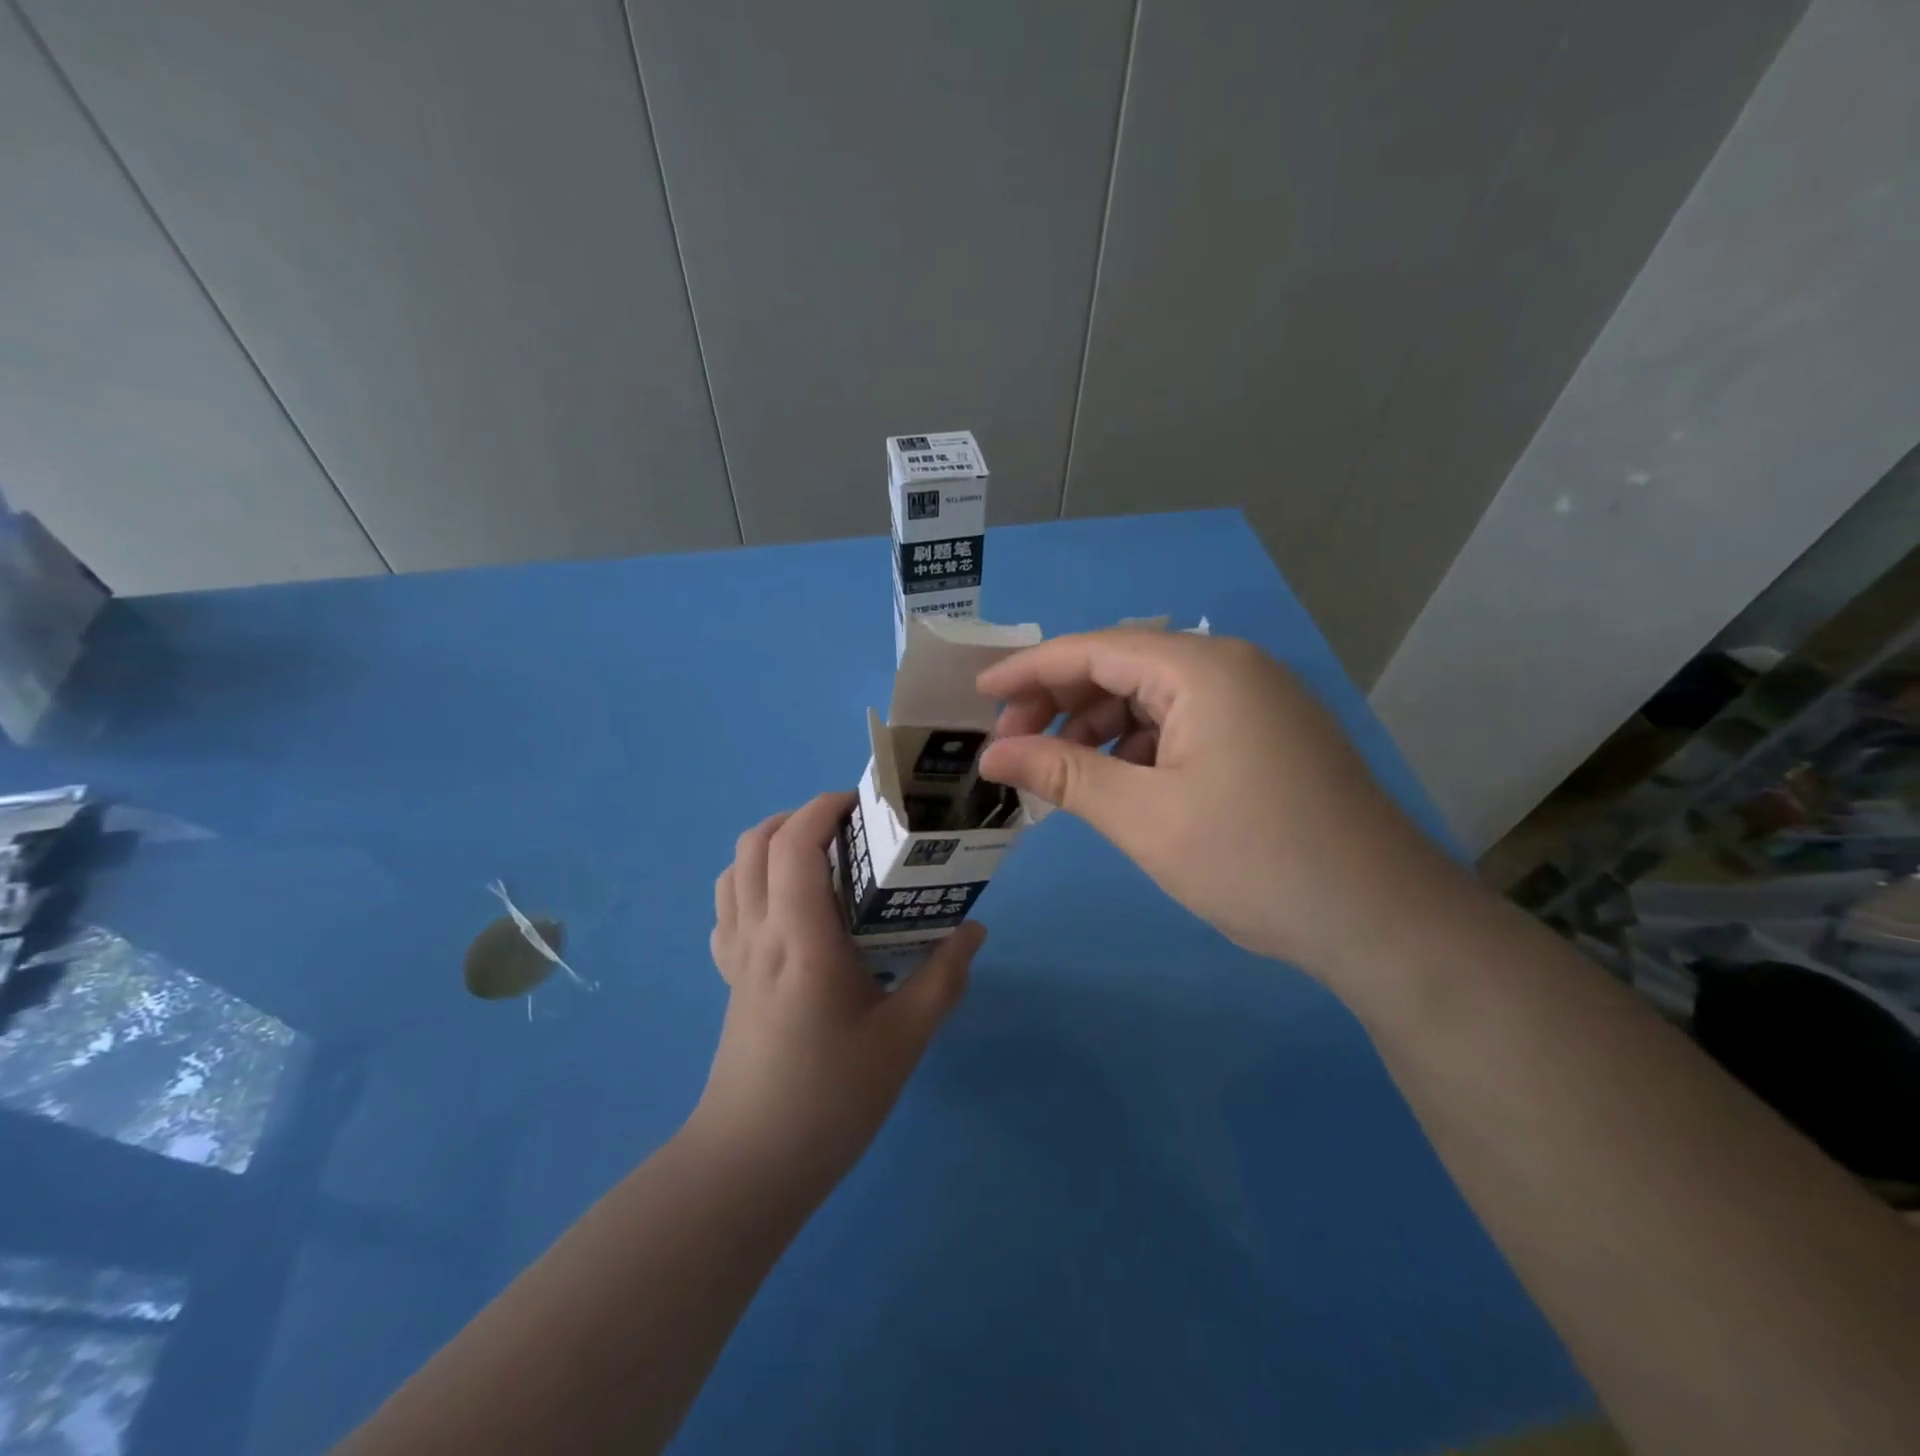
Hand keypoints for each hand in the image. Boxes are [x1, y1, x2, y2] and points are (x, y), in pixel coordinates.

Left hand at [699, 791, 984, 1187]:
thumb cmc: (831, 1098)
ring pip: (734, 870)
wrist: (751, 1165)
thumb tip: (974, 930)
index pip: (795, 842)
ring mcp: (736, 956)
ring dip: (773, 845)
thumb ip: (943, 977)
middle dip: (801, 817)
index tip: (865, 806)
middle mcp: (759, 933)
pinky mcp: (730, 978)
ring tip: (823, 861)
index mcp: (801, 937)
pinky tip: (792, 908)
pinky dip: (754, 882)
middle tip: (852, 831)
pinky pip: (729, 908)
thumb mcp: (904, 1039)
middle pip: (756, 843)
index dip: (825, 808)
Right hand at [976, 630, 1455, 981]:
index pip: (1095, 649)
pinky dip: (1141, 748)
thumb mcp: (1143, 816)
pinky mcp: (1267, 736)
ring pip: (1154, 698)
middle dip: (1062, 702)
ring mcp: (1256, 701)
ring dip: (1100, 730)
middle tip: (1014, 747)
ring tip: (1062, 775)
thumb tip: (991, 755)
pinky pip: (1185, 724)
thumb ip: (1062, 775)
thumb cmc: (1253, 859)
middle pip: (1124, 667)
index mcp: (1203, 669)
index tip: (978, 696)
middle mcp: (1232, 668)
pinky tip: (1120, 785)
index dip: (1030, 670)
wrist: (1382, 919)